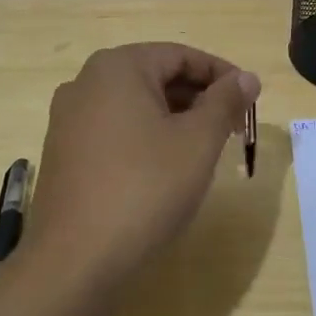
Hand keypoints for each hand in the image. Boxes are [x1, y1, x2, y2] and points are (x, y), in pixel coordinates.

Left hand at [30, 43, 259, 288]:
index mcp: (117, 68)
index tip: (251, 100)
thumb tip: (247, 78)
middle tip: (234, 127)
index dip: (222, 74)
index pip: (181, 55)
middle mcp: (85, 83)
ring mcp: (68, 119)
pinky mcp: (64, 153)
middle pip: (156, 76)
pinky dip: (146, 137)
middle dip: (199, 98)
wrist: (75, 260)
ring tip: (205, 149)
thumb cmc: (144, 189)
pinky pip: (115, 130)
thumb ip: (225, 102)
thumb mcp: (197, 142)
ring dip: (175, 119)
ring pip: (135, 105)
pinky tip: (165, 168)